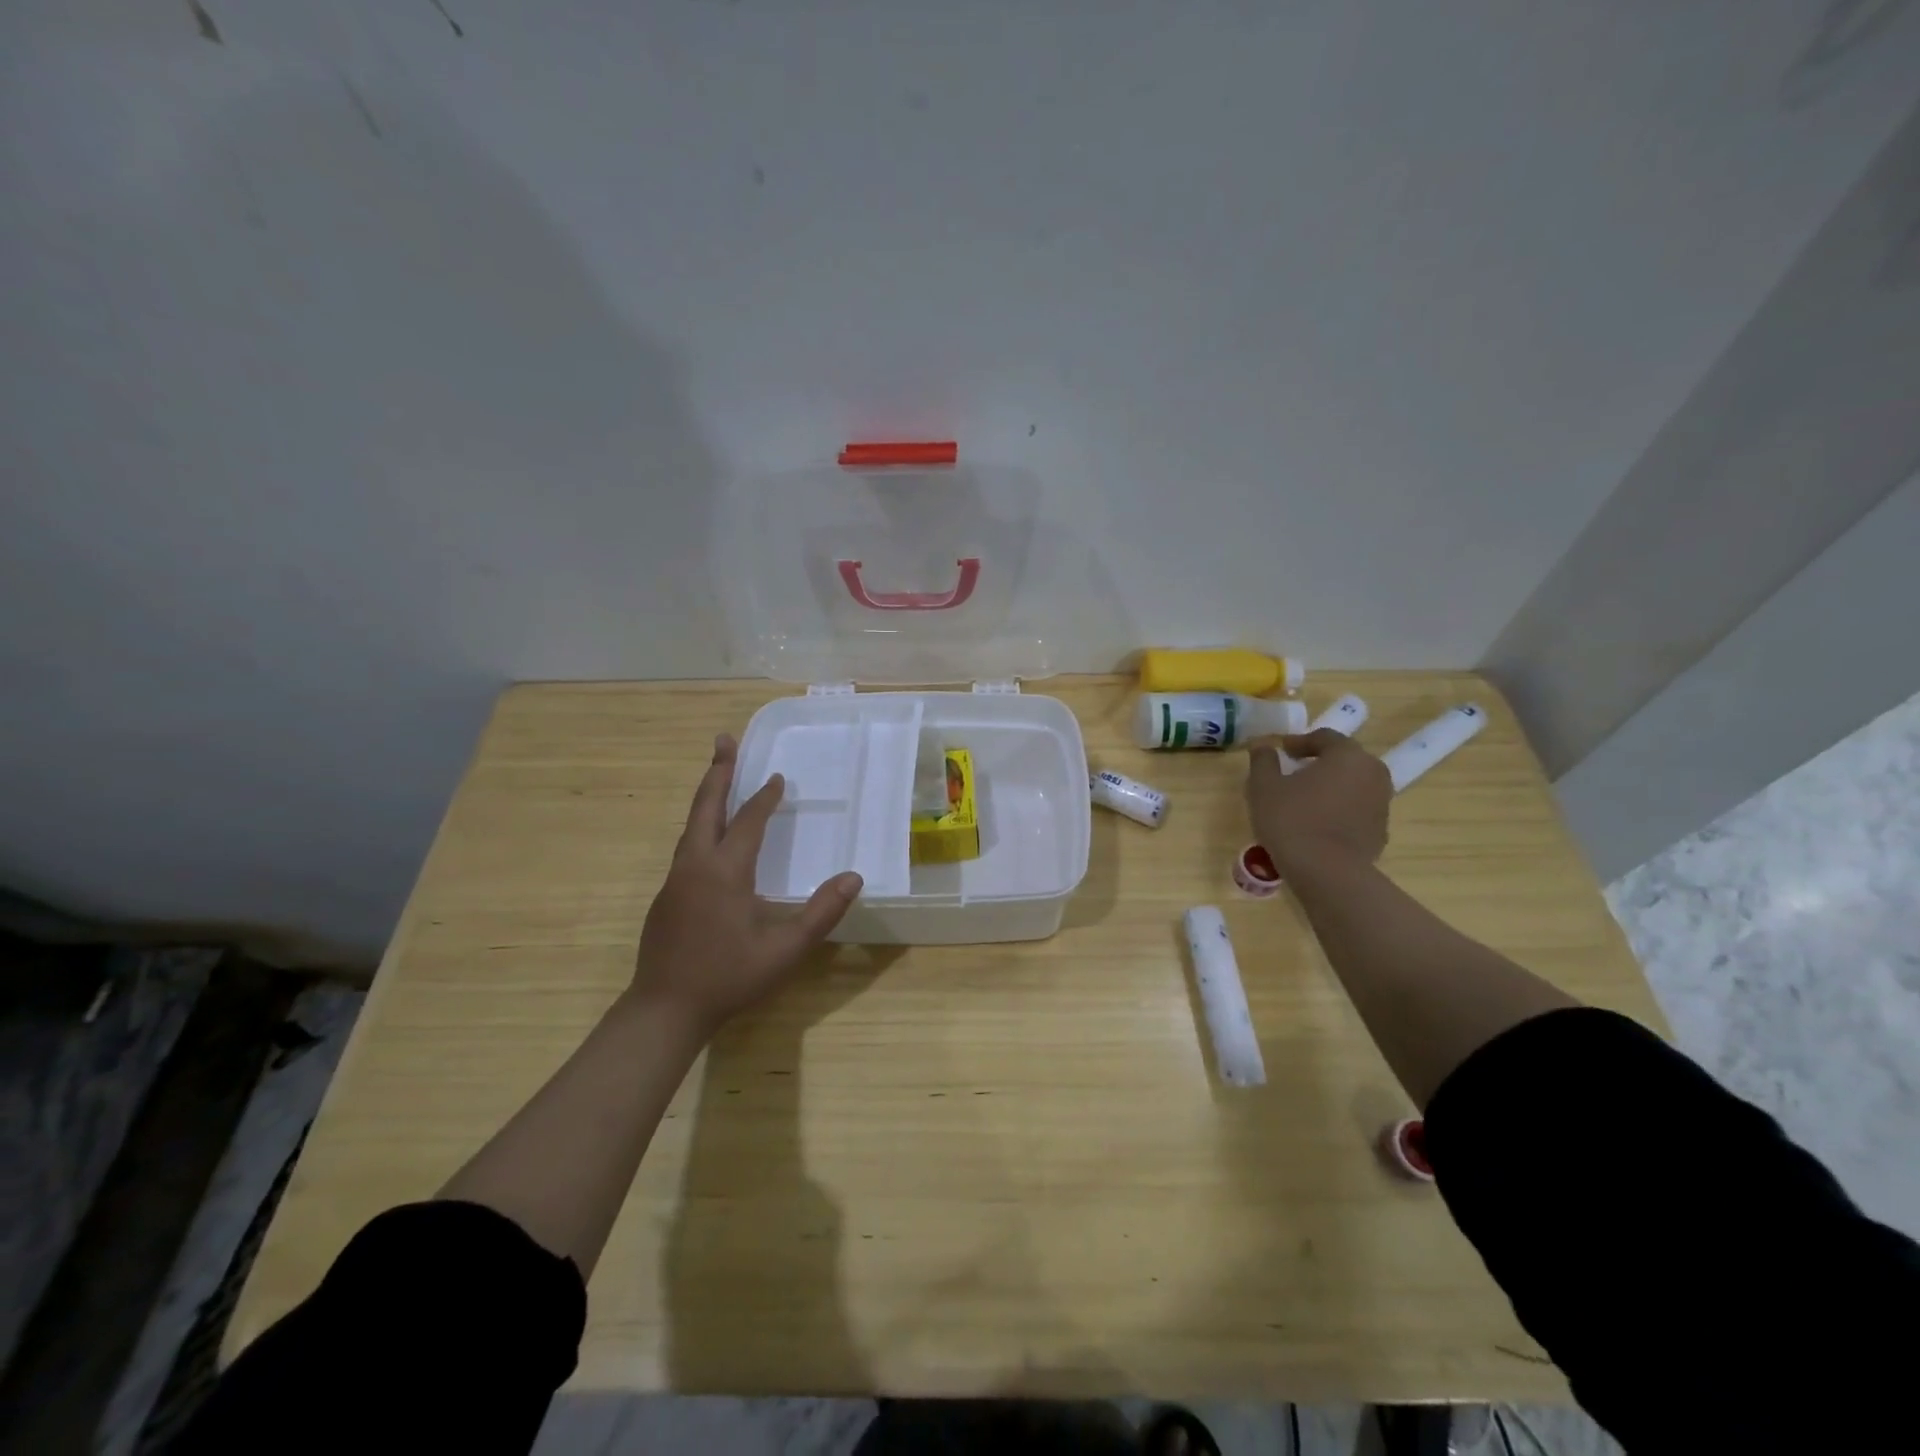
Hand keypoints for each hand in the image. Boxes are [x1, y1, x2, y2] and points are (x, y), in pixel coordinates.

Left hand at [632, 733, 861, 1038]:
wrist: (664, 1010)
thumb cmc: (728, 977)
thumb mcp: (784, 950)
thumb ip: (821, 913)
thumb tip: (854, 878)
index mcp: (725, 872)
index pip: (748, 821)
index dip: (765, 798)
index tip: (778, 777)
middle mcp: (695, 866)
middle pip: (706, 807)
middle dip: (718, 772)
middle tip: (724, 740)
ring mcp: (675, 882)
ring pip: (691, 826)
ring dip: (707, 797)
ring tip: (718, 777)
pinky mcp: (665, 898)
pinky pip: (686, 848)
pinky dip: (700, 827)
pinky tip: (709, 838)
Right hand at [1245, 728, 1391, 877]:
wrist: (1326, 873)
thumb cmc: (1292, 820)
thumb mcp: (1264, 786)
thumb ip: (1263, 761)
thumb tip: (1263, 746)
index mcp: (1348, 756)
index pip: (1325, 737)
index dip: (1300, 742)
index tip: (1282, 752)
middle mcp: (1373, 774)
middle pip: (1344, 760)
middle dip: (1319, 763)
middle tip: (1293, 774)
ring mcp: (1382, 804)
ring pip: (1353, 786)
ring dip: (1331, 788)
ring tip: (1304, 801)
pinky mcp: (1380, 831)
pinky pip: (1357, 811)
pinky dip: (1339, 811)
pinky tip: (1317, 825)